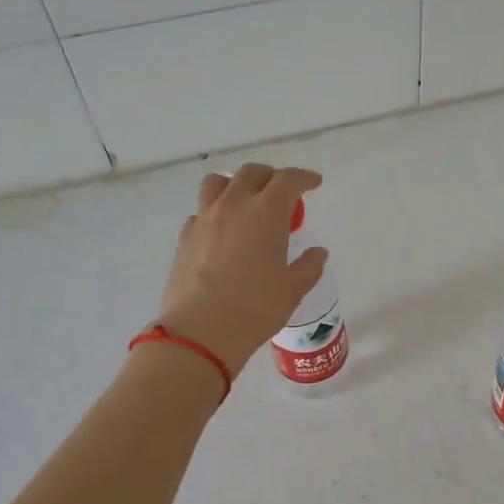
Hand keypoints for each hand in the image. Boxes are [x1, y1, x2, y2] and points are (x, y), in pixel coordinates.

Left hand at [156, 165, 327, 376]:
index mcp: (266, 212)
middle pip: (252, 173)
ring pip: (218, 182)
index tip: (314, 183)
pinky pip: (201, 211)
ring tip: (245, 201)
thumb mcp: (292, 290)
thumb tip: (318, 253)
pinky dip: (215, 212)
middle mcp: (234, 205)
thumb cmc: (255, 308)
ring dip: (236, 184)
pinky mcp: (185, 236)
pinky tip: (222, 232)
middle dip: (271, 177)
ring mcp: (205, 218)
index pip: (288, 180)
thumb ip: (308, 266)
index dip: (304, 178)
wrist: (201, 330)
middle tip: (282, 193)